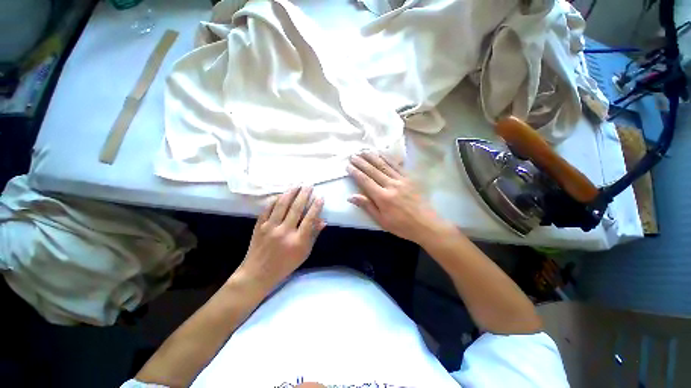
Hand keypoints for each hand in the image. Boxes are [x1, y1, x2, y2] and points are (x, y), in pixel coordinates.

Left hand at [236, 186, 325, 289]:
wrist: (258, 273)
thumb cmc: (285, 265)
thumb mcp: (304, 253)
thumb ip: (313, 235)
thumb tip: (323, 221)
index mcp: (297, 241)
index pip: (310, 219)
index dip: (316, 207)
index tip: (320, 197)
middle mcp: (284, 232)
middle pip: (296, 208)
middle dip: (304, 194)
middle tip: (309, 184)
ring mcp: (270, 227)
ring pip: (282, 205)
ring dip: (290, 192)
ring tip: (297, 184)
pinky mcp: (259, 225)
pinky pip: (268, 208)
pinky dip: (275, 200)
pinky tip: (281, 194)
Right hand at [347, 152, 447, 244]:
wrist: (426, 224)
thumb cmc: (401, 226)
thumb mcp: (381, 220)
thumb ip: (367, 206)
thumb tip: (350, 196)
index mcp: (382, 197)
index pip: (365, 181)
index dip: (355, 172)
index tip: (348, 166)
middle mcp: (391, 185)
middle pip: (373, 170)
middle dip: (361, 162)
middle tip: (352, 155)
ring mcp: (401, 180)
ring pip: (384, 165)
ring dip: (372, 157)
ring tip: (363, 150)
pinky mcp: (410, 178)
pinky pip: (396, 165)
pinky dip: (387, 158)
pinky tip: (381, 153)